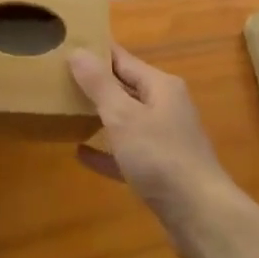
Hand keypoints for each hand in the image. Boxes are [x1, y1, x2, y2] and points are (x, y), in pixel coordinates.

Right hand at [69, 44, 241, 252]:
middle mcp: (166, 107)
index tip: (67, 43)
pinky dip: (106, 151)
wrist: (199, 214)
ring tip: (66, 110)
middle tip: (58, 77)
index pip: (123, 59)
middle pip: (126, 88)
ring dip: (100, 116)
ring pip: (127, 120)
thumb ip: (99, 85)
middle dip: (96, 83)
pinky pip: (127, 153)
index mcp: (161, 86)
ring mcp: (165, 139)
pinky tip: (81, 153)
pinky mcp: (160, 170)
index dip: (96, 52)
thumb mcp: (123, 116)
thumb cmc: (160, 157)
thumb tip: (78, 51)